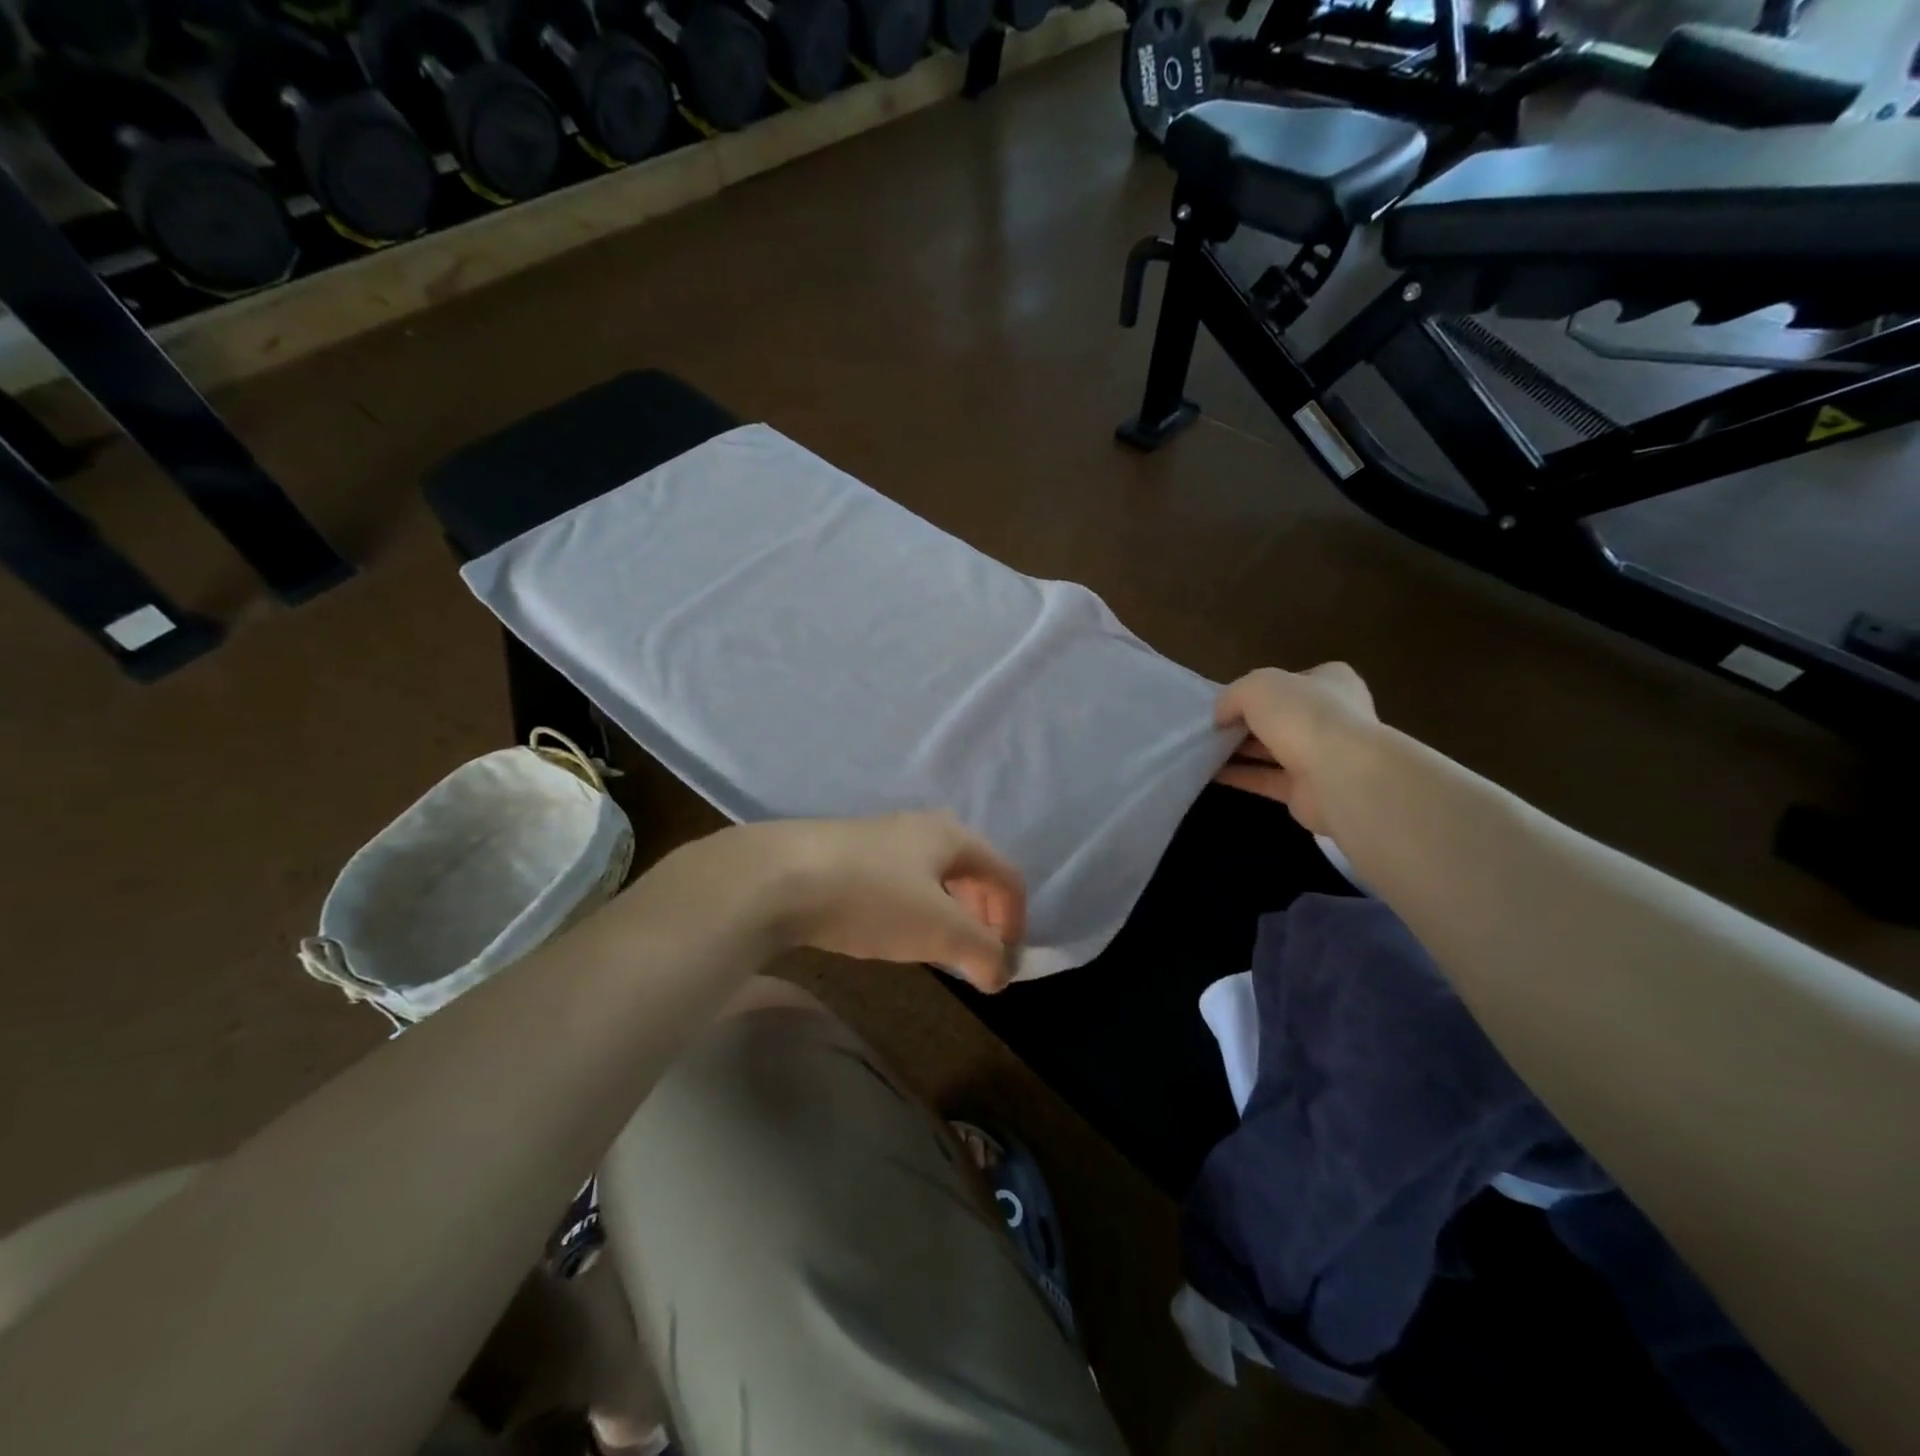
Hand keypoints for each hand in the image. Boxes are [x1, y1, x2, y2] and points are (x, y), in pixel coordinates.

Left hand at [745, 812, 1026, 992]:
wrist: (777, 876)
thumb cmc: (873, 897)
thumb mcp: (939, 929)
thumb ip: (982, 952)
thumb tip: (1001, 974)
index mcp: (952, 835)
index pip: (1006, 874)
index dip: (1015, 920)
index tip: (1004, 963)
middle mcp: (921, 827)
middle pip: (971, 870)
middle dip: (982, 914)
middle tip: (974, 953)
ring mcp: (880, 837)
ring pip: (932, 875)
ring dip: (947, 912)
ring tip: (935, 947)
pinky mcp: (846, 853)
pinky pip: (897, 880)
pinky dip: (911, 908)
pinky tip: (888, 930)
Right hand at [1213, 664, 1378, 835]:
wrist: (1339, 776)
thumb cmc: (1303, 716)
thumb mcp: (1257, 686)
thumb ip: (1233, 696)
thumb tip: (1221, 716)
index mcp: (1331, 682)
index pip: (1293, 680)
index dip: (1260, 688)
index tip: (1229, 701)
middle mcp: (1331, 717)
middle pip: (1281, 717)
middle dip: (1246, 722)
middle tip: (1211, 727)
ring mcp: (1322, 756)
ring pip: (1273, 750)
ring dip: (1240, 751)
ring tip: (1202, 750)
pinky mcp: (1308, 790)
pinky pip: (1267, 780)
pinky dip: (1240, 776)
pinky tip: (1210, 773)